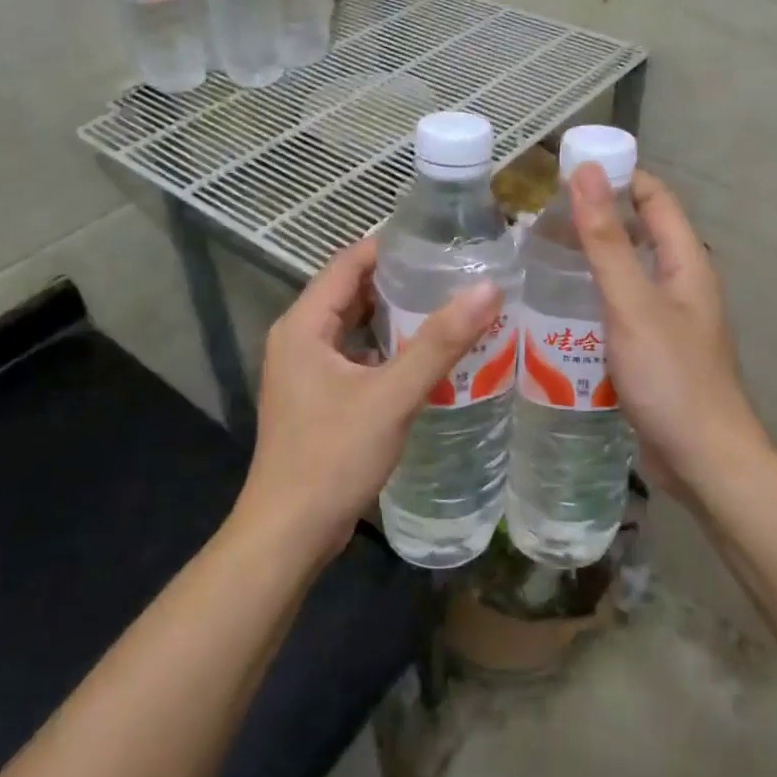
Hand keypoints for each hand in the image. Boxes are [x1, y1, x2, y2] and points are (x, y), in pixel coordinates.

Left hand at [234, 236, 501, 567]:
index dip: (391, 247)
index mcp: (304, 325)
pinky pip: (358, 359)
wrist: (289, 535)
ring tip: (451, 307)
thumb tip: (487, 288)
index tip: (441, 240)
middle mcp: (299, 340)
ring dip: (398, 319)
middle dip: (401, 282)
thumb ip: (440, 342)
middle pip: (353, 293)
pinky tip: (428, 358)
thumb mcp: (391, 396)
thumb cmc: (332, 457)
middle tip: (455, 273)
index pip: (348, 263)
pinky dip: (389, 352)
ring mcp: (307, 373)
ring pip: (357, 329)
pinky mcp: (319, 400)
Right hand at [571, 165, 767, 501]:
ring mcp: (668, 319)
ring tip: (539, 255)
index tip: (566, 172)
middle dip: (596, 217)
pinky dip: (593, 296)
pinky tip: (557, 307)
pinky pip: (620, 308)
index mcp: (687, 262)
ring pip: (628, 272)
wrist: (703, 461)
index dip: (617, 176)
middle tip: (540, 217)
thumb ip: (607, 241)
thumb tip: (586, 173)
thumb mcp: (633, 304)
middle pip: (640, 232)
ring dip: (592, 258)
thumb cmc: (671, 378)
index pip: (654, 198)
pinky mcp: (653, 350)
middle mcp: (682, 283)